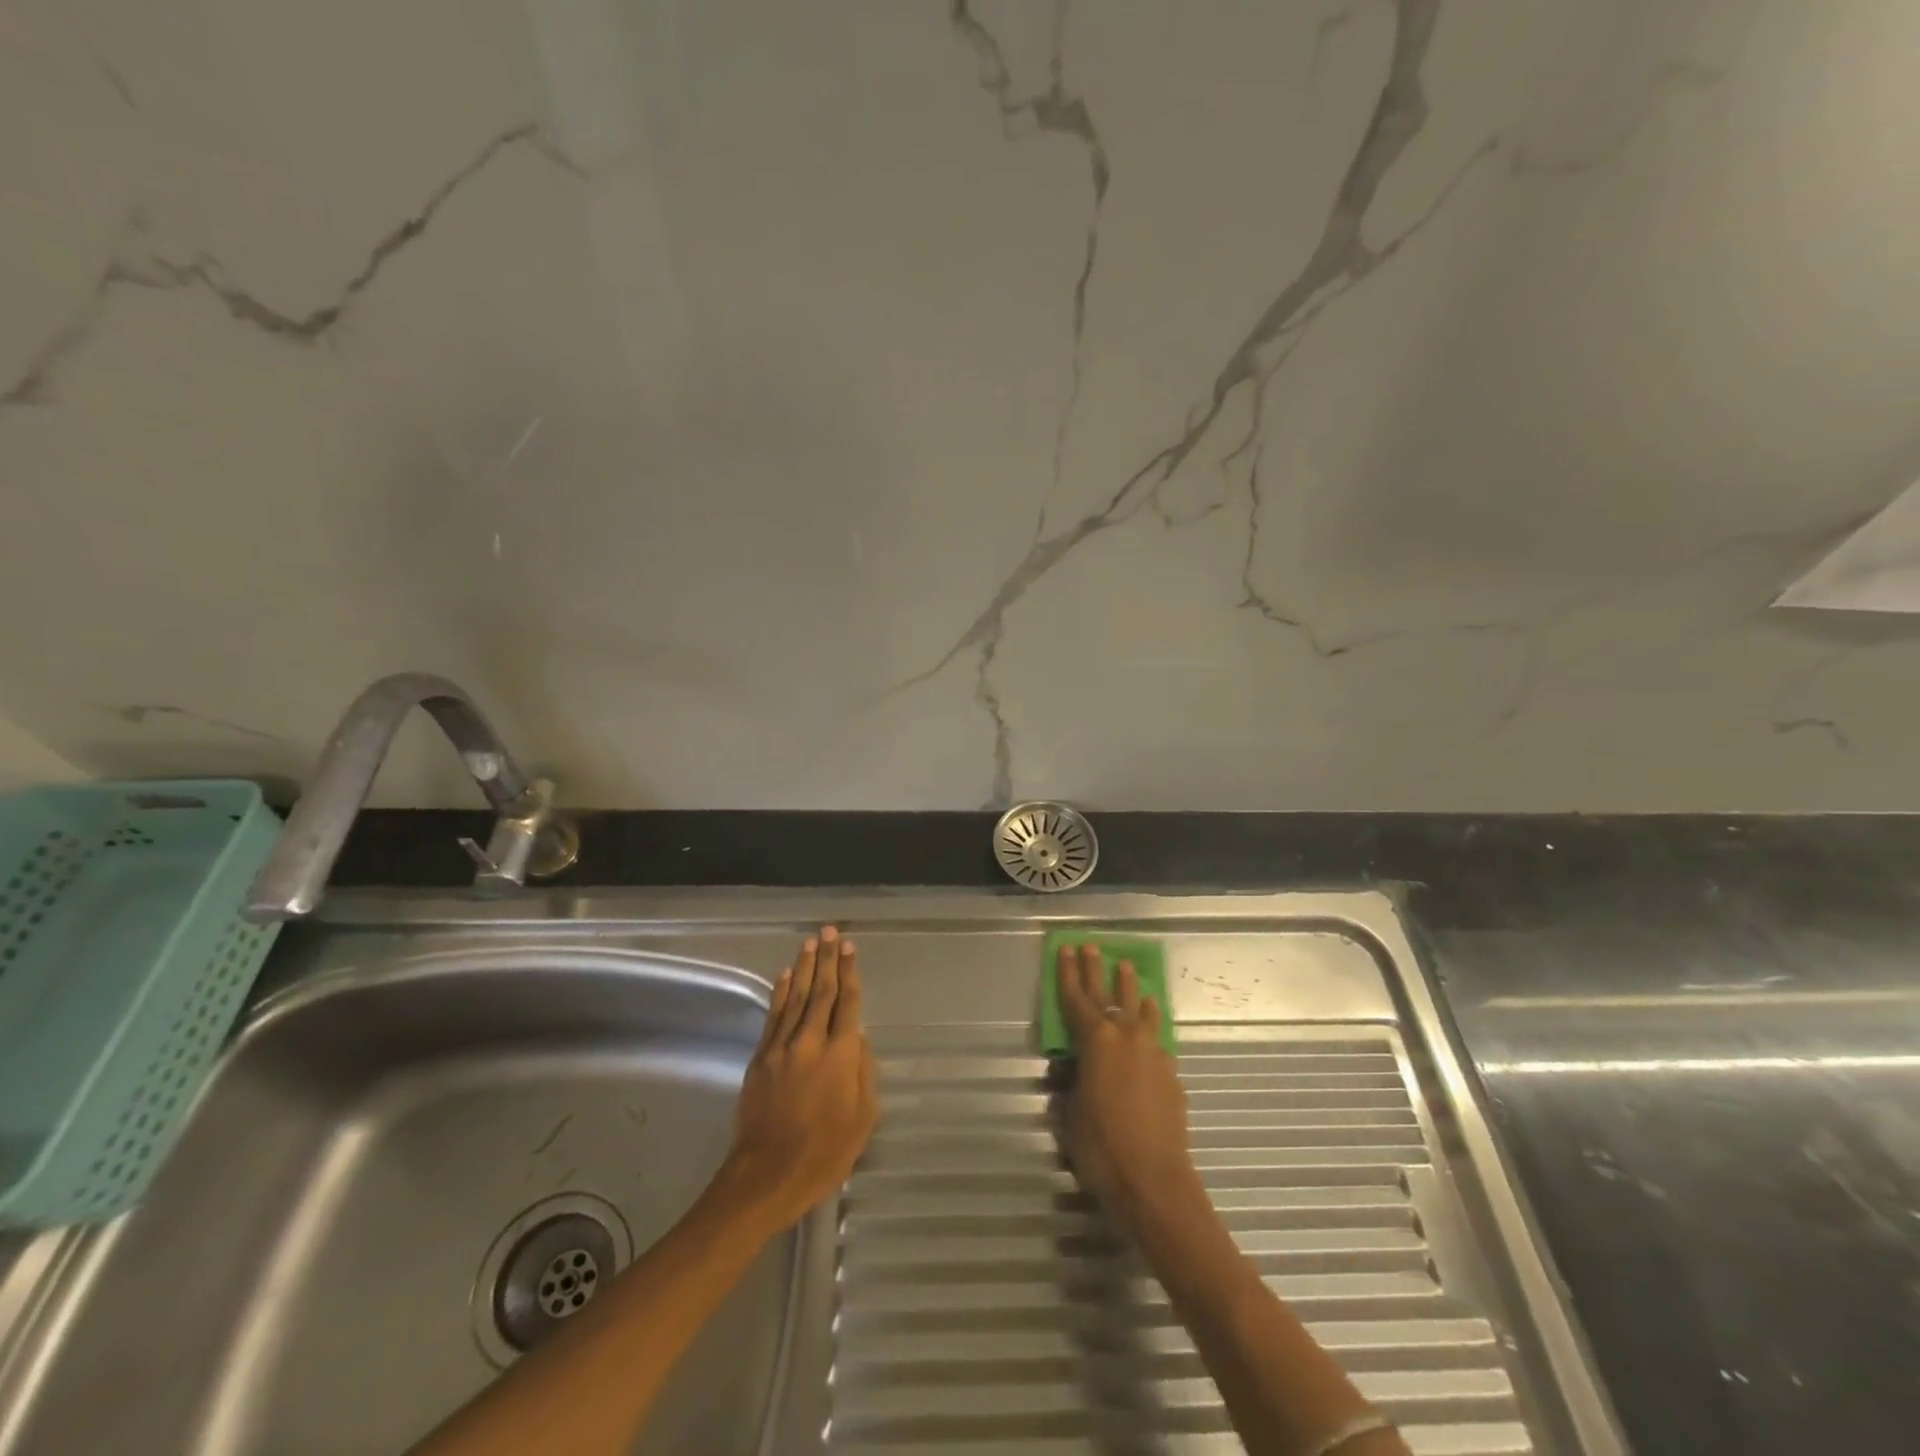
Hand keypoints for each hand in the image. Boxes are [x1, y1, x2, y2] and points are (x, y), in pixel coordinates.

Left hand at [719, 926, 878, 1232]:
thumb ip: (864, 1072)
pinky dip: (780, 993)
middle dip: (828, 959)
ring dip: (804, 967)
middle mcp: (811, 1041)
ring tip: (811, 942)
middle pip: (821, 991)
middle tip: (831, 931)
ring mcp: (782, 1047)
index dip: (850, 972)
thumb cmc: (824, 1153)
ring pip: (796, 997)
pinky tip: (785, 976)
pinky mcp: (760, 1058)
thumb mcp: (863, 1118)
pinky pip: (773, 1016)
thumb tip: (857, 1040)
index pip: (848, 1002)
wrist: (766, 1176)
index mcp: (841, 1055)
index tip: (851, 947)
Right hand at [1058, 944, 1201, 1230]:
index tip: (1065, 948)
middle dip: (1098, 969)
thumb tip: (1075, 1065)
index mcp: (1095, 1041)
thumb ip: (1073, 1080)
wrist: (1155, 1181)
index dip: (1068, 973)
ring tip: (1127, 968)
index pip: (1076, 998)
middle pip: (1108, 993)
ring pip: (1138, 1009)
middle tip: (1093, 946)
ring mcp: (1152, 1052)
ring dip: (1130, 988)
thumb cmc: (1102, 1147)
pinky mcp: (1170, 1072)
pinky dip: (1149, 1020)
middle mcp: (1125, 1036)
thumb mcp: (1071, 1112)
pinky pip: (1156, 1034)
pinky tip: (1149, 1017)